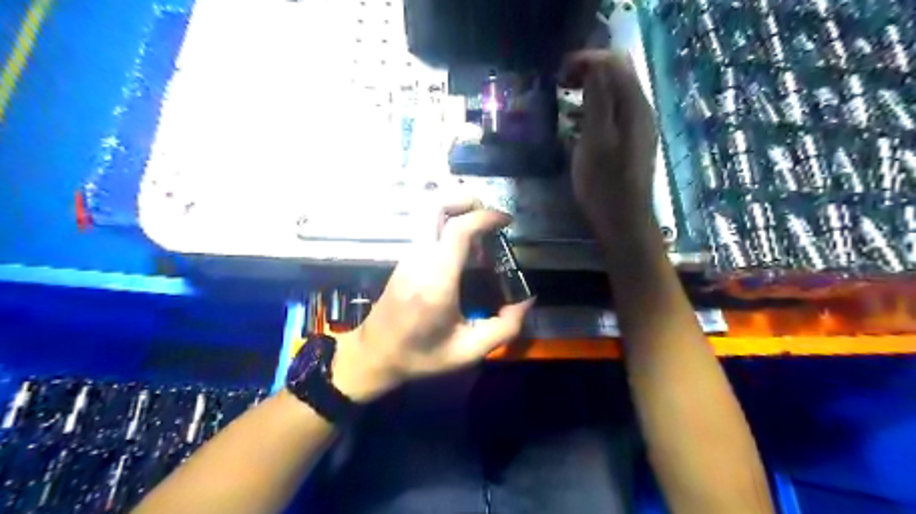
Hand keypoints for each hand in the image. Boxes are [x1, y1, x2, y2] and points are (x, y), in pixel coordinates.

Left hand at [331, 199, 534, 402]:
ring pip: (427, 214)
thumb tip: (526, 300)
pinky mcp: (404, 259)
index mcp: (436, 280)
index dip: (485, 217)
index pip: (458, 230)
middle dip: (464, 199)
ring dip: (456, 211)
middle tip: (489, 215)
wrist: (374, 356)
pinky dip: (447, 224)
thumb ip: (504, 328)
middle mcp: (419, 259)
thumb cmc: (421, 356)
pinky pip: (425, 228)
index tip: (506, 220)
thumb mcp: (469, 352)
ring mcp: (408, 256)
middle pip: (434, 206)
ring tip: (480, 230)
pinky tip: (463, 248)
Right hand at [566, 50, 658, 230]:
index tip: (560, 72)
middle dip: (589, 71)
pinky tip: (578, 124)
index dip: (587, 60)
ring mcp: (638, 127)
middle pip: (617, 75)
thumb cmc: (604, 184)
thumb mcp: (595, 140)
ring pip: (615, 94)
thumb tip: (594, 65)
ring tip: (565, 100)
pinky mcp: (632, 142)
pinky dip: (595, 109)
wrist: (624, 222)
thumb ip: (597, 100)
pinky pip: (614, 113)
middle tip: (561, 83)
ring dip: (590, 90)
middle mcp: (641, 110)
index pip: (614, 63)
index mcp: (633, 106)